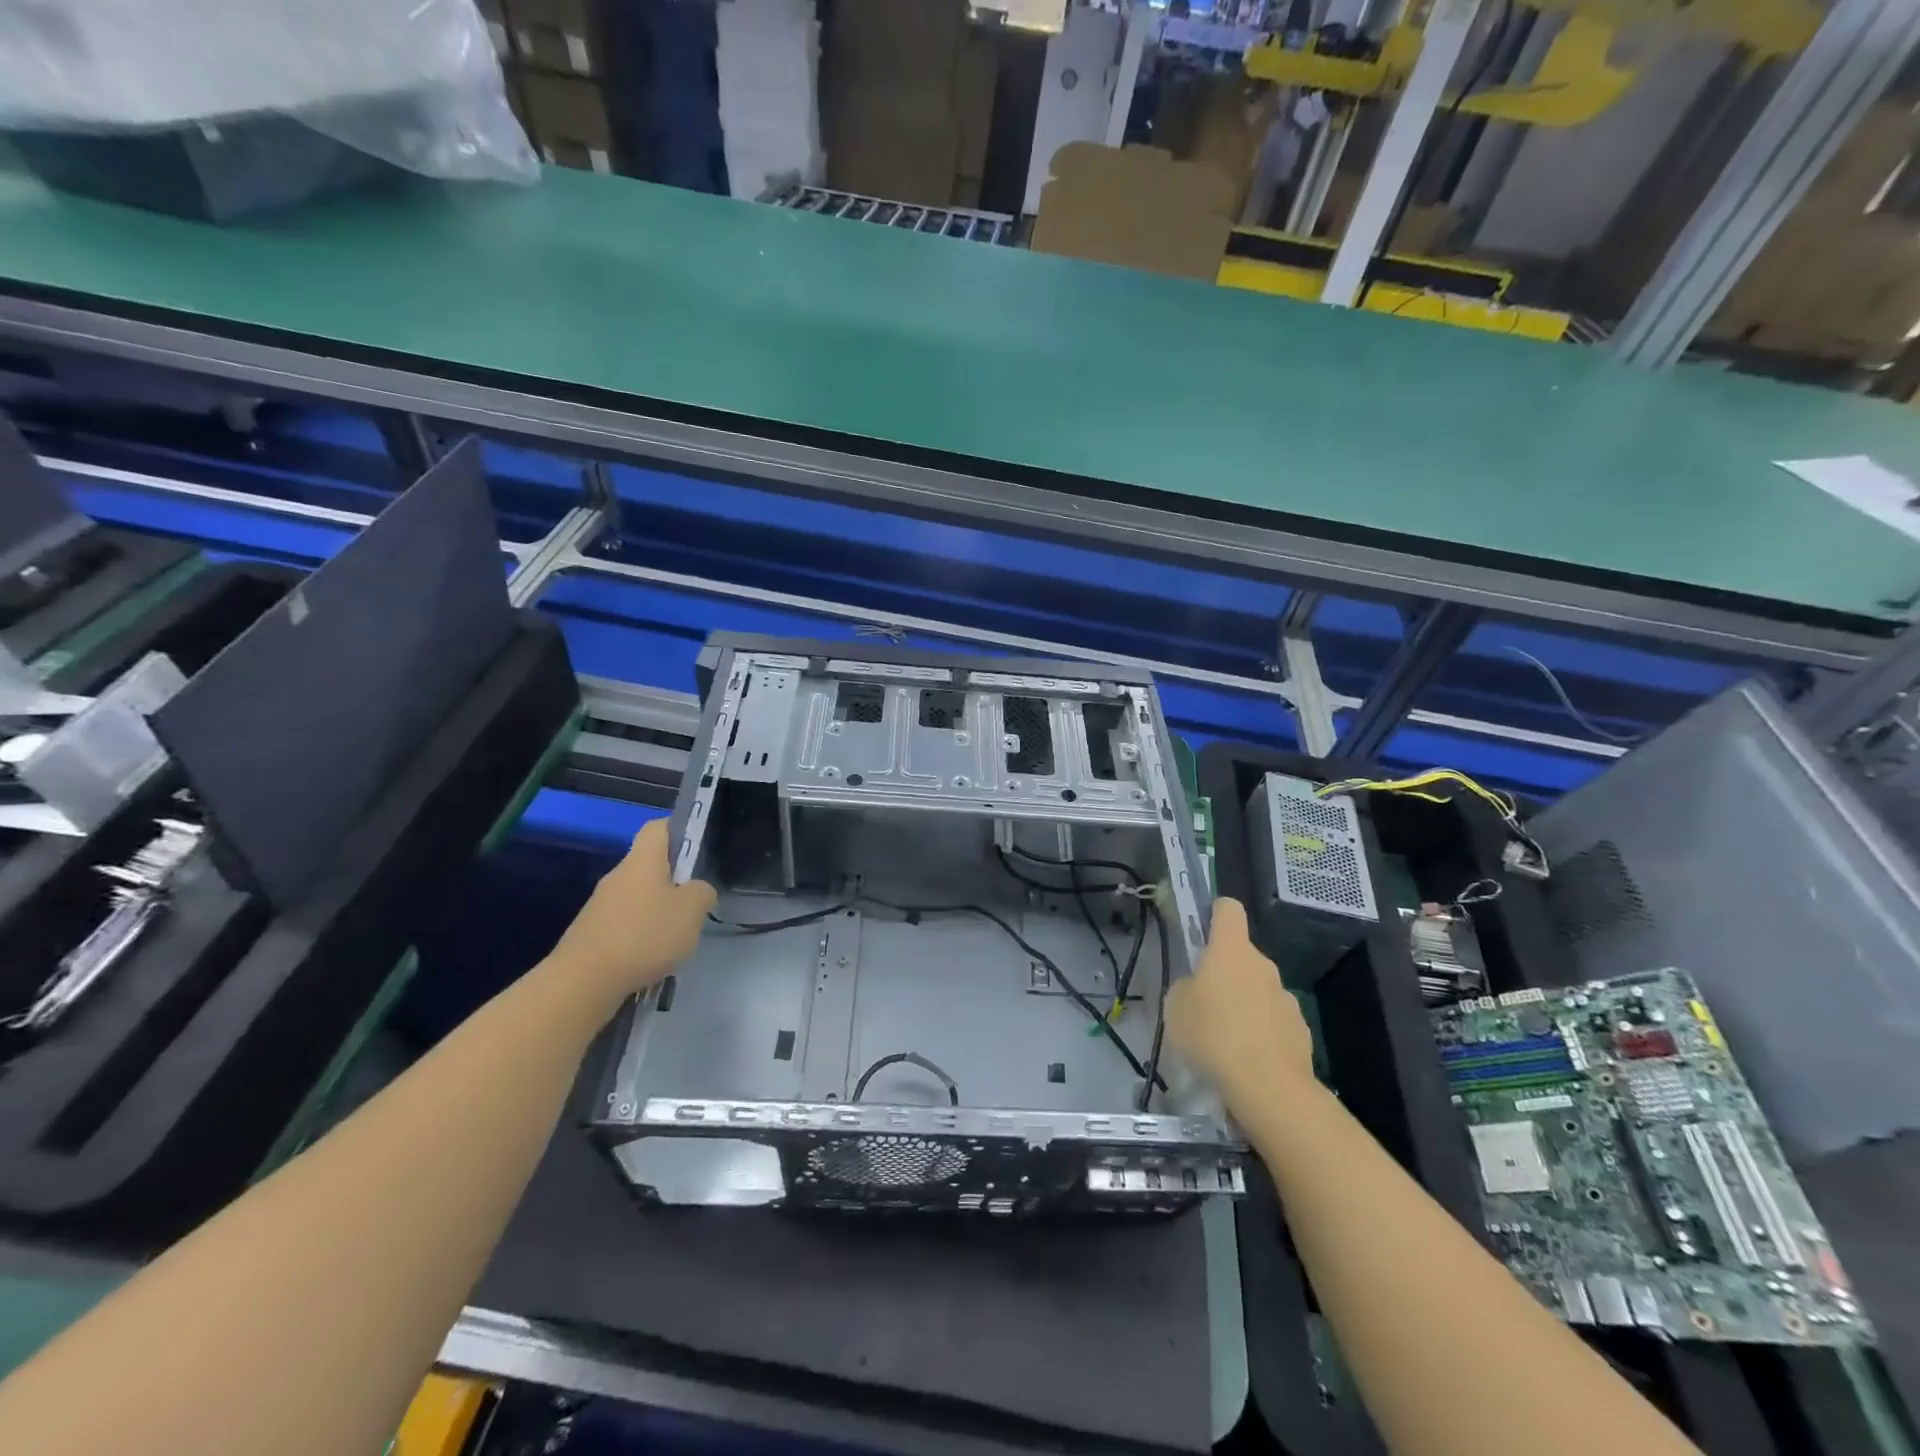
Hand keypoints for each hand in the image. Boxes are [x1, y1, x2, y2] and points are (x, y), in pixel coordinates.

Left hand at [547, 819, 715, 1000]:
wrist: (583, 981)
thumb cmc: (644, 935)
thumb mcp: (692, 911)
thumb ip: (702, 892)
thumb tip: (697, 890)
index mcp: (642, 861)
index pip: (658, 827)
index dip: (680, 829)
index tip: (699, 847)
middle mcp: (618, 876)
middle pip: (649, 864)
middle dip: (674, 879)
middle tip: (695, 901)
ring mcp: (600, 905)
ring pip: (638, 895)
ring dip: (658, 909)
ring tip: (676, 935)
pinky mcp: (591, 932)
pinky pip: (624, 922)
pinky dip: (640, 933)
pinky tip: (651, 956)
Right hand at [1165, 898, 1313, 1103]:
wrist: (1269, 1086)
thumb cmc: (1213, 1034)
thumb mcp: (1175, 1008)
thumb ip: (1185, 988)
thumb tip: (1197, 988)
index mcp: (1231, 950)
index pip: (1228, 909)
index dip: (1215, 912)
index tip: (1203, 929)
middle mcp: (1263, 965)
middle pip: (1241, 956)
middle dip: (1224, 972)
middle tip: (1203, 1002)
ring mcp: (1285, 997)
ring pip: (1258, 990)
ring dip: (1243, 1004)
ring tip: (1224, 1039)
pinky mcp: (1300, 1031)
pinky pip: (1273, 1021)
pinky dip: (1261, 1032)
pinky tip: (1246, 1060)